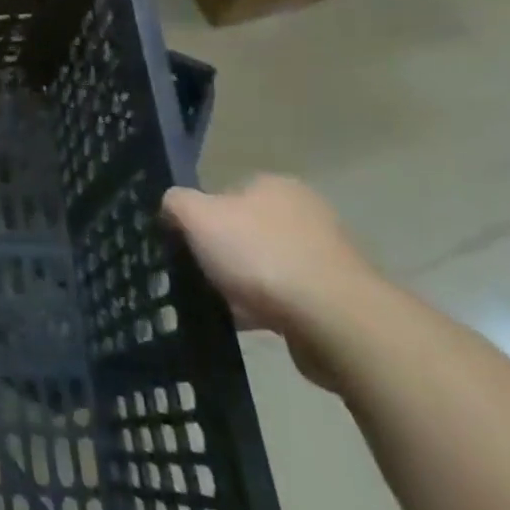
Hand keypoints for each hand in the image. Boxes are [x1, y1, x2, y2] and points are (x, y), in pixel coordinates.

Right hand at [162, 175, 380, 388]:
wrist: (335, 320)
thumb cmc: (261, 256)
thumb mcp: (197, 217)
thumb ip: (176, 203)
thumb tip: (172, 206)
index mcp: (275, 186)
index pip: (226, 193)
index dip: (202, 217)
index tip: (186, 242)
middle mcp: (305, 213)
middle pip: (246, 230)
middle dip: (223, 252)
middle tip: (198, 273)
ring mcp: (326, 257)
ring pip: (266, 266)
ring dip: (244, 284)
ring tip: (220, 304)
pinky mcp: (337, 298)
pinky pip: (287, 298)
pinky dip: (266, 309)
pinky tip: (248, 323)